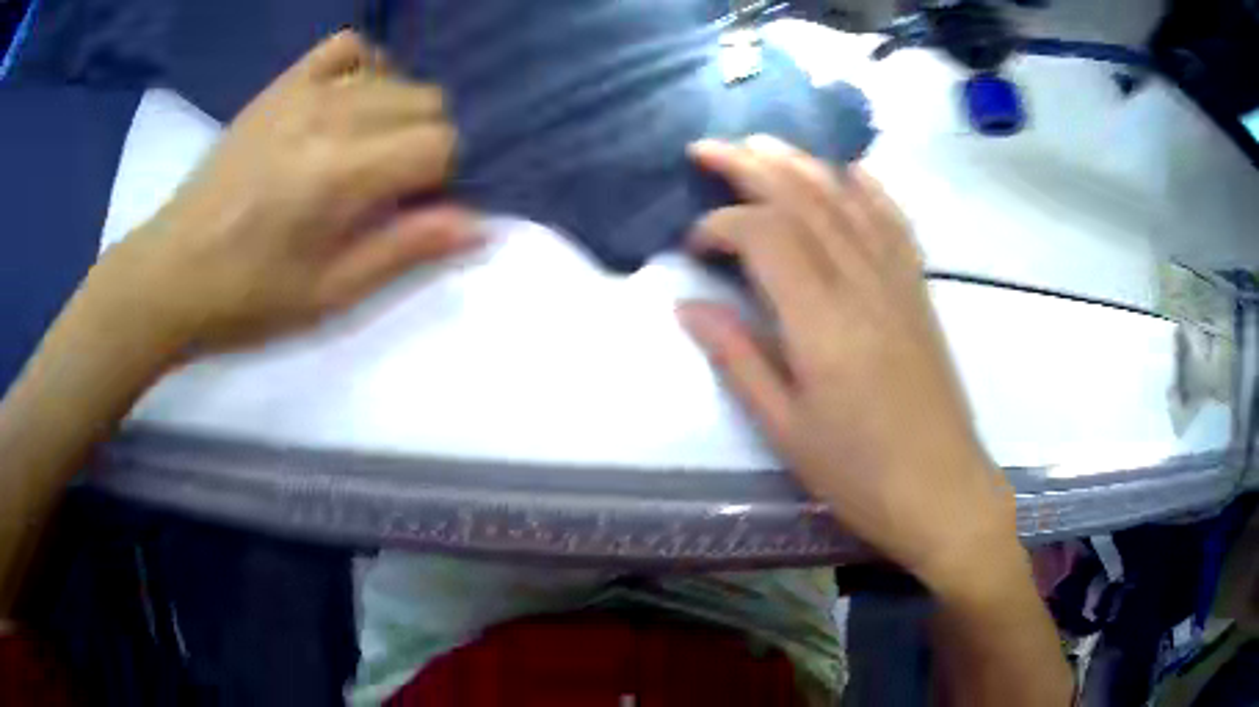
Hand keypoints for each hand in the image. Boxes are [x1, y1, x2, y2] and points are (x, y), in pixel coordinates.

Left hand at [100, 30, 479, 353]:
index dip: (440, 178)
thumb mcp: (330, 295)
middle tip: (387, 187)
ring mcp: (302, 92)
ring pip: (395, 76)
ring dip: (398, 113)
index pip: (440, 143)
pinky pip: (346, 48)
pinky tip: (350, 103)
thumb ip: (405, 250)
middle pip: (426, 100)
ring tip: (365, 152)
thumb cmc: (247, 298)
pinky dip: (364, 68)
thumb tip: (479, 224)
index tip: (410, 209)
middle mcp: (330, 116)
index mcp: (341, 174)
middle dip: (424, 143)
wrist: (171, 272)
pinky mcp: (280, 86)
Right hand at [678, 136, 1018, 591]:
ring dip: (801, 163)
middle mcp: (862, 284)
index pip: (765, 235)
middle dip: (750, 165)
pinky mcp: (918, 292)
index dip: (722, 225)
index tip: (694, 245)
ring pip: (846, 200)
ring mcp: (897, 282)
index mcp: (822, 322)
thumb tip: (691, 306)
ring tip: (762, 143)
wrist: (943, 491)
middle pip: (804, 199)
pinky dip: (869, 188)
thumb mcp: (786, 430)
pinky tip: (850, 171)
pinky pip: (894, 223)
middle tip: (707, 148)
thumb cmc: (860, 474)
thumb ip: (739, 359)